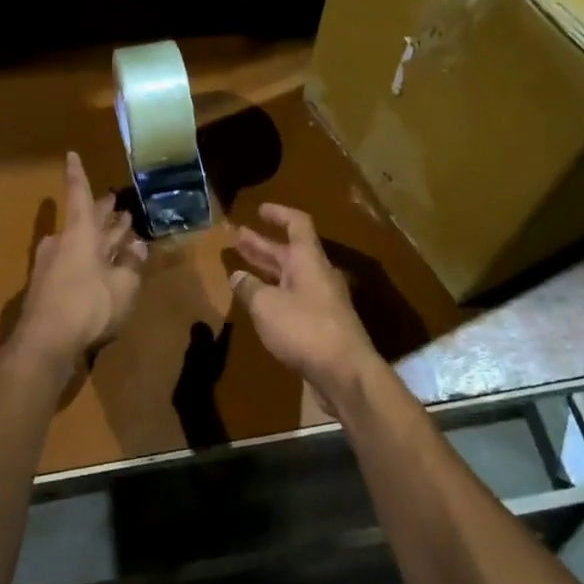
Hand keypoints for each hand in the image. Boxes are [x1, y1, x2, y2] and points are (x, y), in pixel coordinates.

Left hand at [10, 152, 148, 372]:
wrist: (45, 345)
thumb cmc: (88, 306)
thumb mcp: (123, 286)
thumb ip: (131, 264)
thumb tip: (138, 247)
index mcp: (80, 233)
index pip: (79, 195)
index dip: (78, 174)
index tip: (71, 154)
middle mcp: (63, 242)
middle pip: (84, 220)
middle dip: (103, 212)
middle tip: (118, 203)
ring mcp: (52, 266)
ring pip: (81, 242)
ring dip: (101, 238)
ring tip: (122, 234)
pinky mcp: (48, 288)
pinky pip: (75, 263)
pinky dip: (92, 260)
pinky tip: (106, 269)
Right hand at [230, 204, 377, 397]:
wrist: (345, 374)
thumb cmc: (305, 329)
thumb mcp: (267, 306)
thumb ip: (249, 288)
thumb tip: (237, 276)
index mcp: (308, 260)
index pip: (297, 224)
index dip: (279, 214)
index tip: (259, 209)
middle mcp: (317, 275)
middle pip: (289, 251)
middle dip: (262, 244)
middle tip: (237, 237)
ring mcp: (321, 301)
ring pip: (289, 276)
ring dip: (266, 269)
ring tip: (240, 267)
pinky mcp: (320, 325)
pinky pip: (293, 299)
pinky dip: (273, 294)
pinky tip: (257, 303)